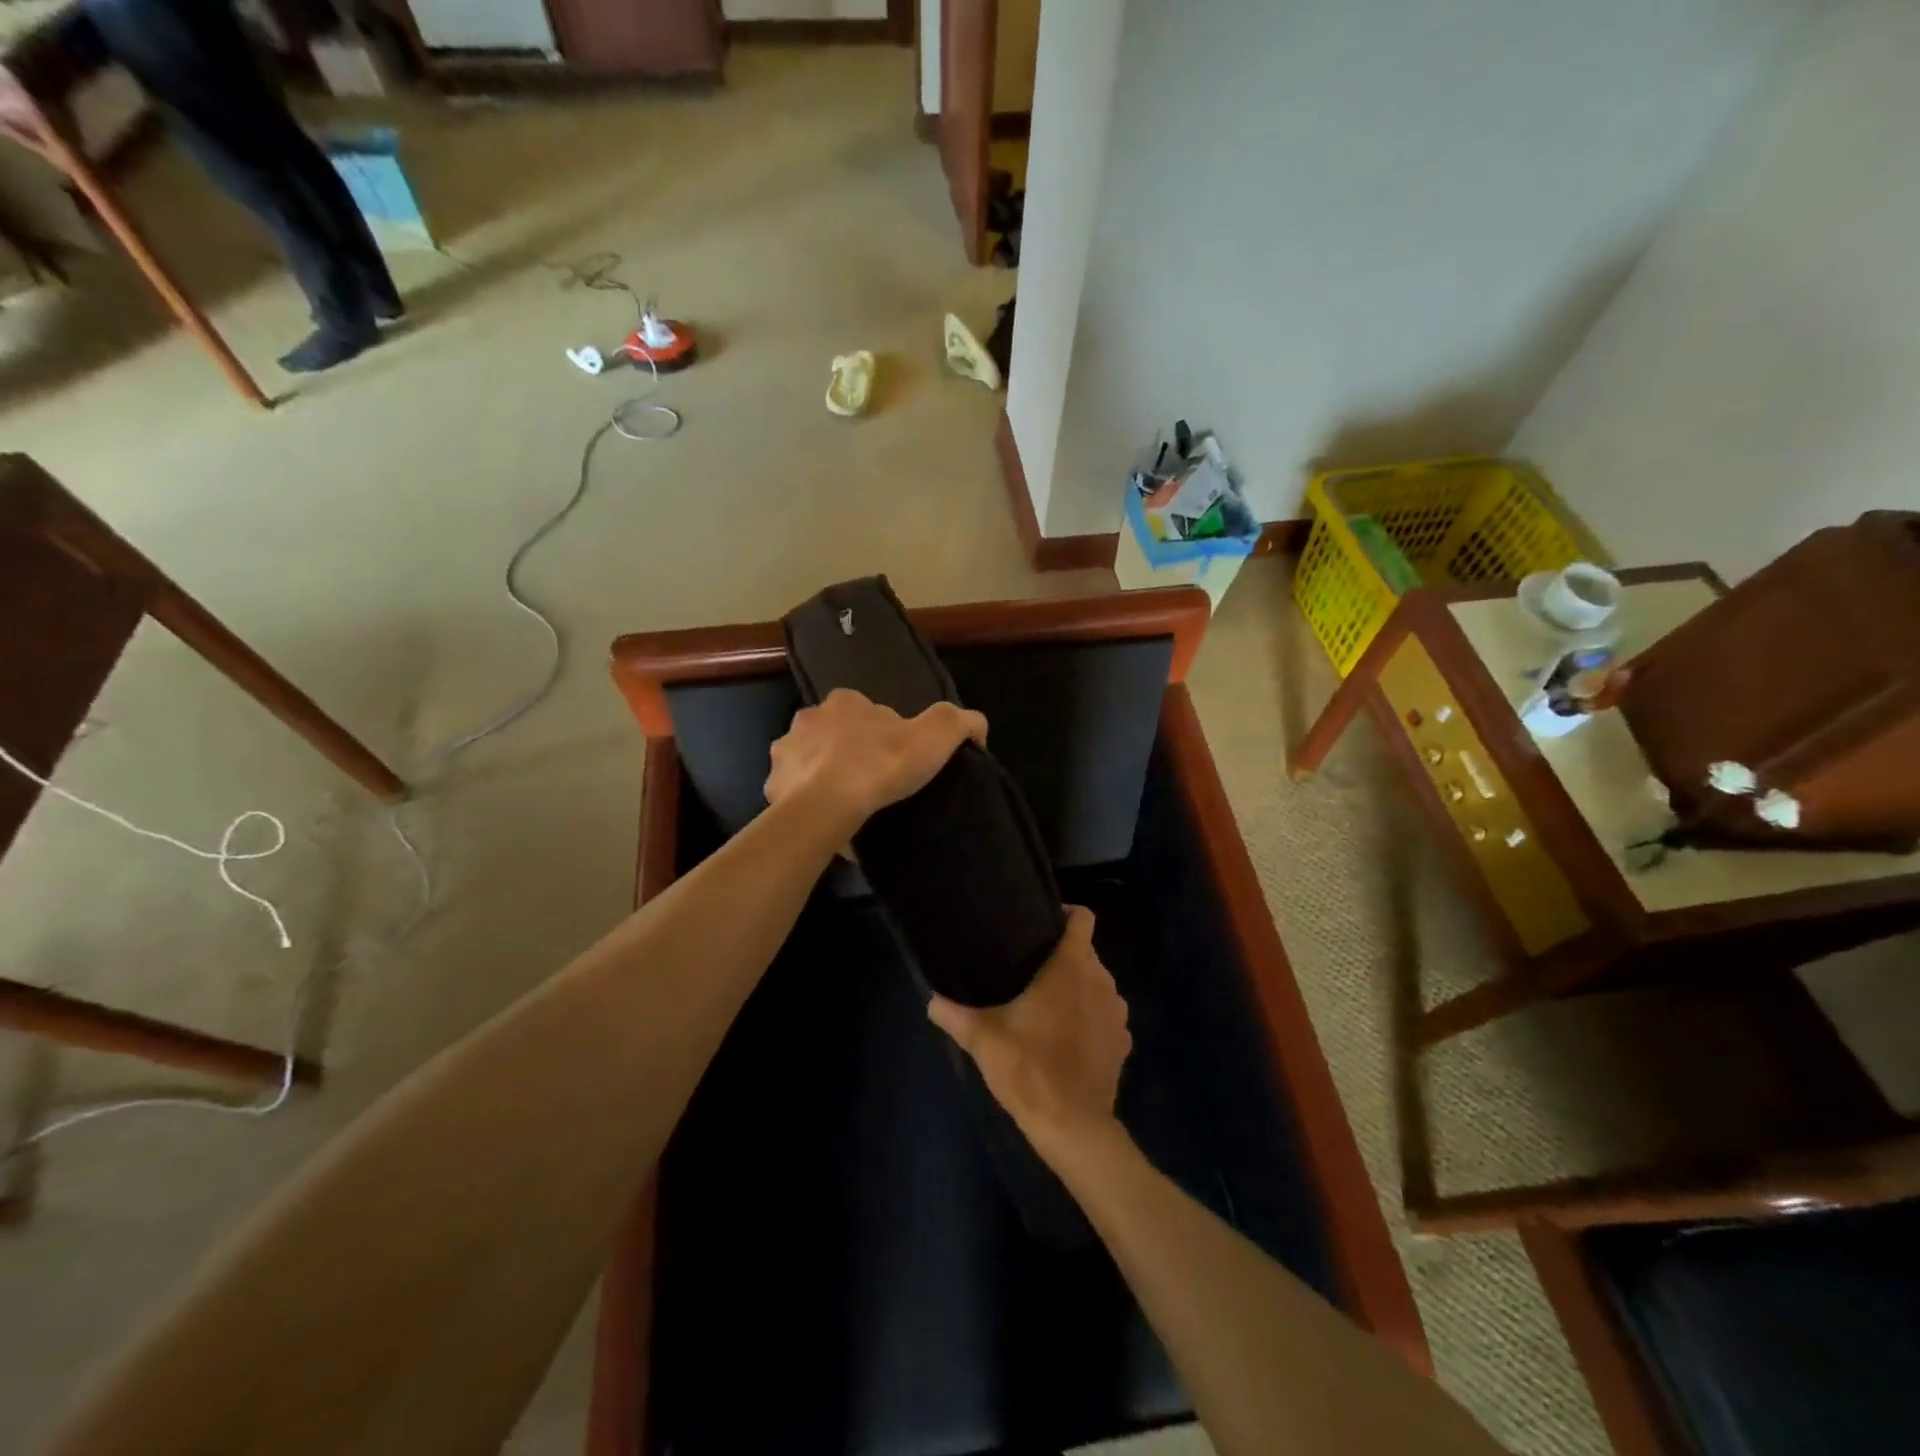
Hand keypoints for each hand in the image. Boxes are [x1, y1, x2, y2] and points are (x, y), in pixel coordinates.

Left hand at [764, 689, 987, 835]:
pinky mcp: (772, 786)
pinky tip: (827, 821)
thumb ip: (959, 722)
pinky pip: (794, 793)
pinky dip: (808, 803)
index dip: (881, 732)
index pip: (865, 710)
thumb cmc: (880, 765)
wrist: (828, 806)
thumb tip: (977, 726)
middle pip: (833, 733)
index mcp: (844, 702)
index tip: (894, 759)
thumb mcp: (935, 737)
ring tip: (848, 804)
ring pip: (809, 761)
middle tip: (871, 781)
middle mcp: (807, 718)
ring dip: (823, 775)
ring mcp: (785, 752)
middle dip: (847, 750)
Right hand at [927, 907, 1130, 1156]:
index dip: (1066, 915)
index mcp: (1072, 967)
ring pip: (1098, 984)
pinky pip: (1107, 1016)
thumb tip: (931, 999)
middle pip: (1087, 952)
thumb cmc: (1028, 1067)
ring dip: (1079, 988)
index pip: (1083, 918)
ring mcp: (1118, 1013)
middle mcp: (1102, 981)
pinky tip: (1068, 1038)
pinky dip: (1092, 1019)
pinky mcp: (1123, 1043)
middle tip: (1031, 969)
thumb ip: (953, 1013)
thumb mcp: (982, 1038)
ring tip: (1048, 1003)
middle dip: (1064, 957)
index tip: (1043, 923)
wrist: (1072, 1125)